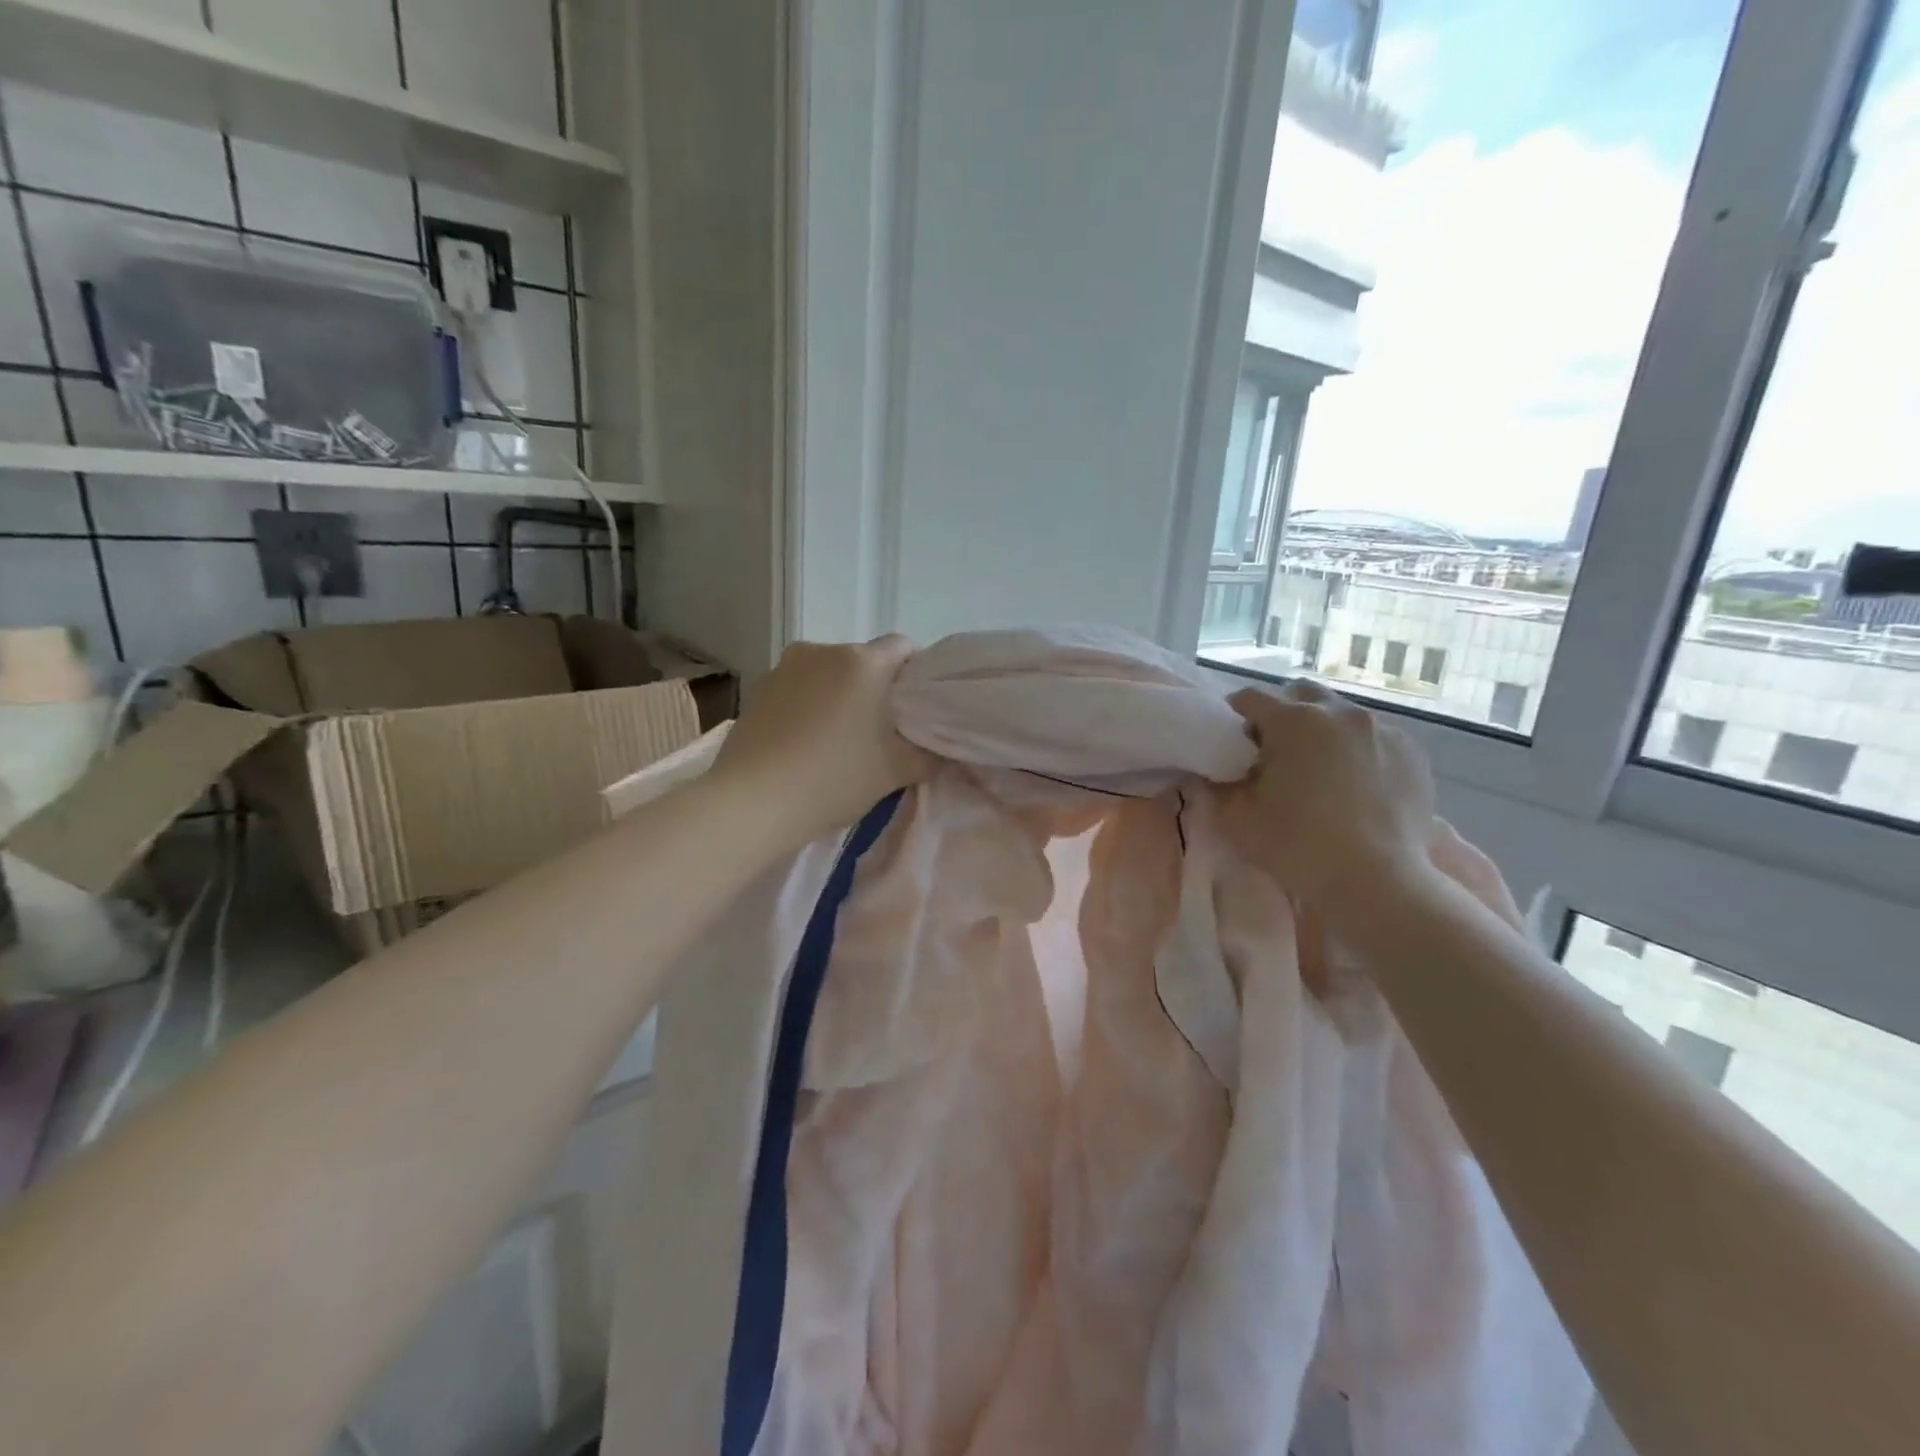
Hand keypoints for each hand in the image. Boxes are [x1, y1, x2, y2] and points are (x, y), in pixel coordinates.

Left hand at [712, 636, 932, 845]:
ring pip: (827, 673)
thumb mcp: (896, 771)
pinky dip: (807, 705)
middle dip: (875, 688)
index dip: (914, 675)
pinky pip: (797, 688)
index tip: (913, 710)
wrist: (753, 802)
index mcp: (863, 661)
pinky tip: (803, 742)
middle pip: (863, 660)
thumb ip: (931, 755)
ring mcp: (784, 667)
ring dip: (838, 695)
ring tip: (837, 739)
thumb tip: (945, 750)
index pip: (903, 647)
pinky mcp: (758, 688)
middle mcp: (823, 650)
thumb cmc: (834, 778)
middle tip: (880, 731)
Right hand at [1219, 681, 1438, 924]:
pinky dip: (1356, 750)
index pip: (1250, 698)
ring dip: (1321, 731)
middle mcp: (1341, 712)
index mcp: (1294, 720)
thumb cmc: (1297, 846)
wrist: (1376, 883)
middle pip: (1300, 694)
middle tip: (1274, 753)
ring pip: (1340, 714)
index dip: (1234, 717)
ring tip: (1317, 771)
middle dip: (1282, 715)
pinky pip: (1373, 737)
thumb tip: (1207, 768)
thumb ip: (1214, 783)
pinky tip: (1353, 784)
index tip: (1232, 744)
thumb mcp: (1236, 817)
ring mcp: (1383, 730)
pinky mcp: (1412, 753)